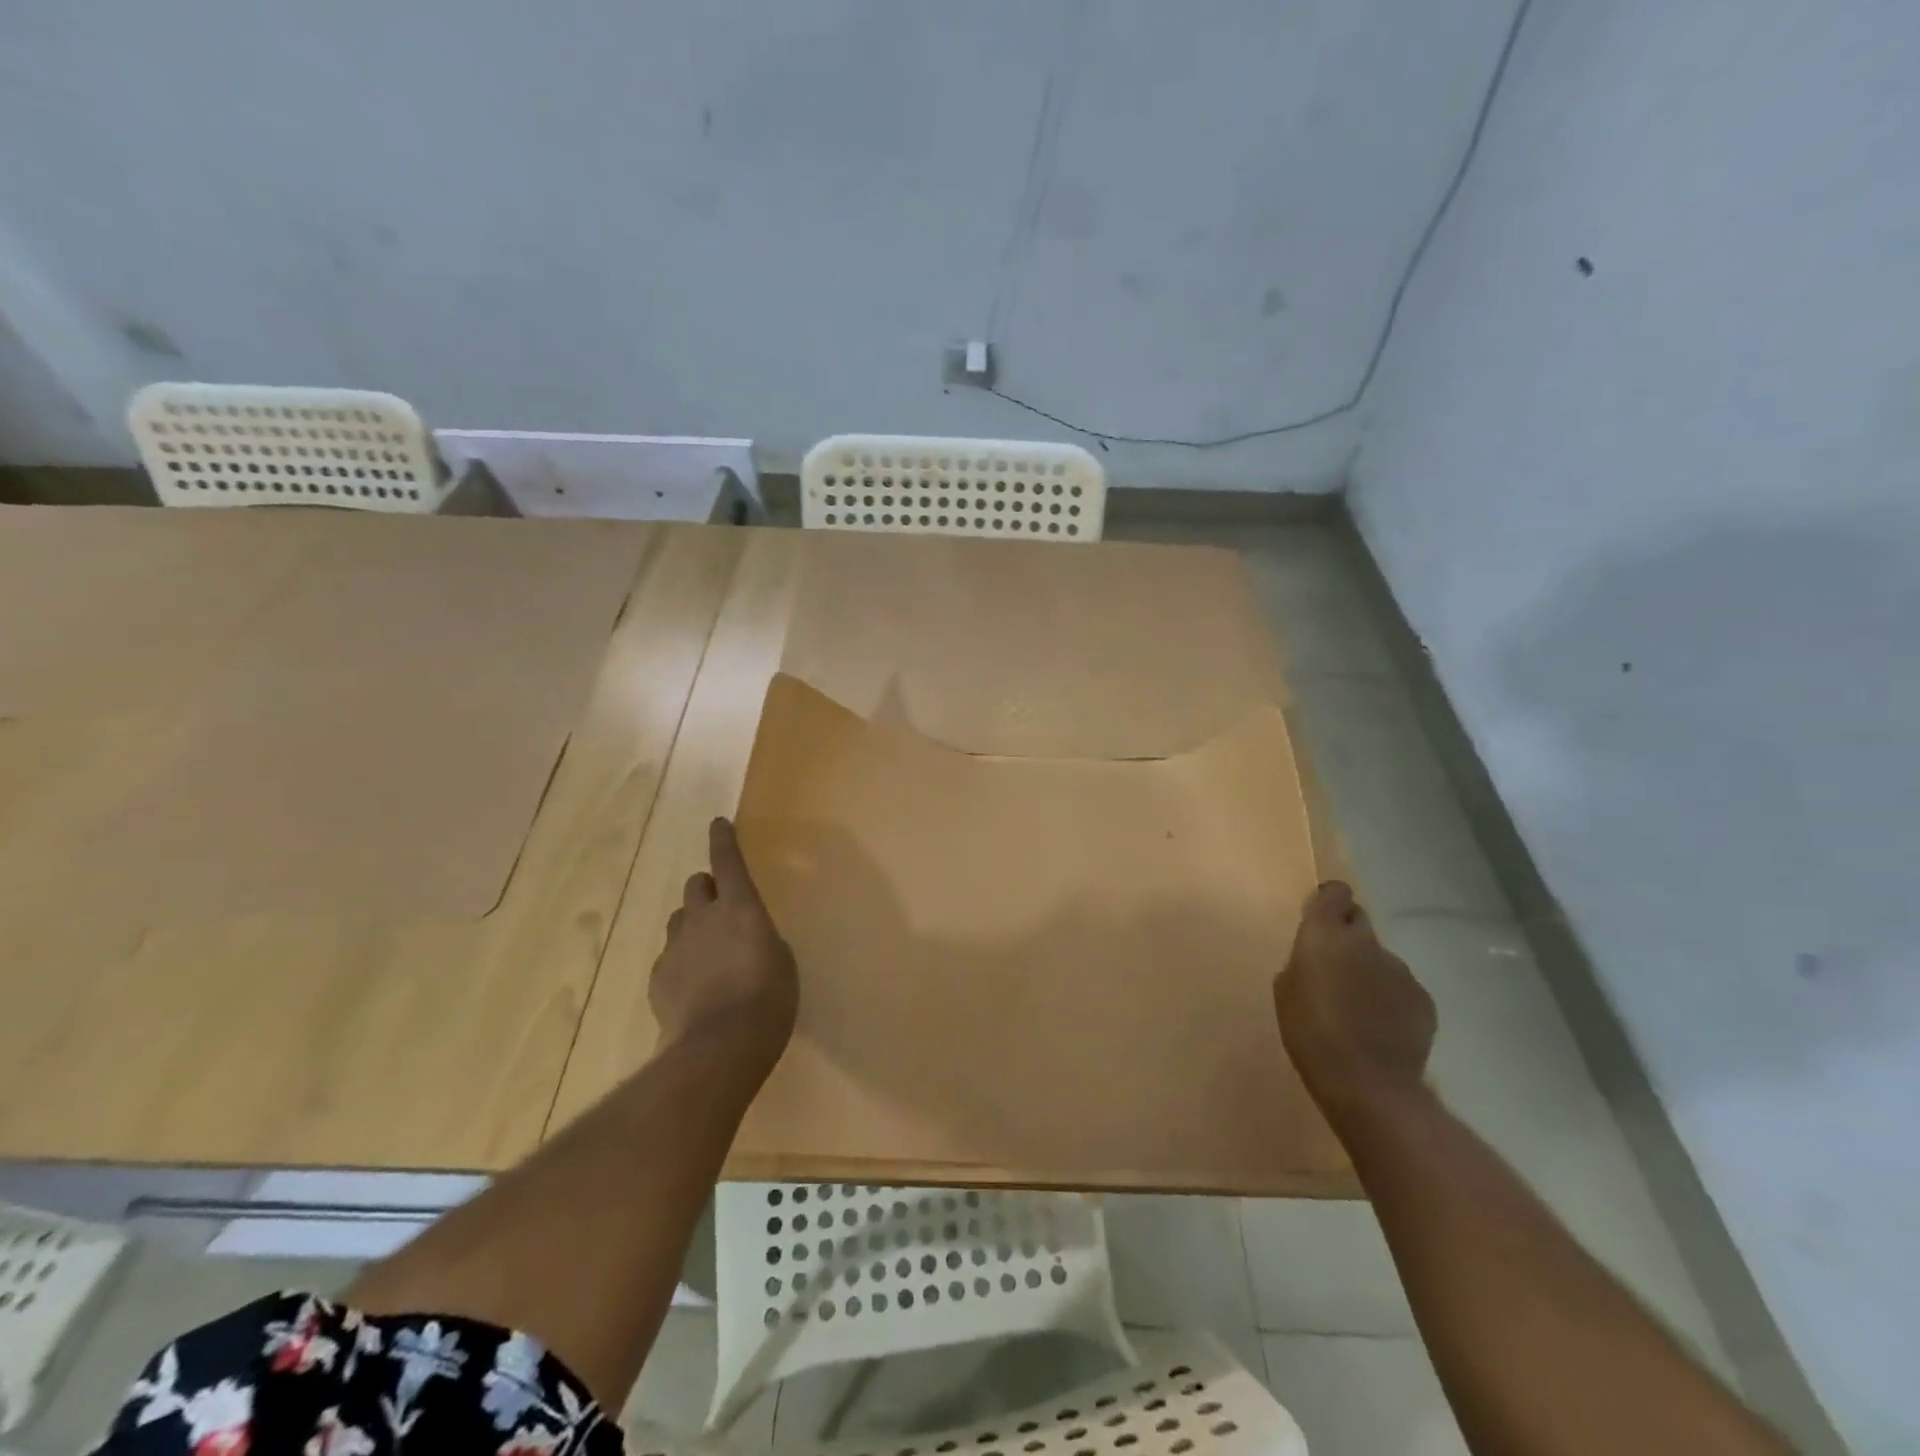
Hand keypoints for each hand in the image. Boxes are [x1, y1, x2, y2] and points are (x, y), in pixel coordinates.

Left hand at [651, 818, 797, 1065]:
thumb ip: (760, 938)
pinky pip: (670, 958)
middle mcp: (703, 918)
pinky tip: (694, 989)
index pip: (728, 861)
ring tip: (709, 953)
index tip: (718, 823)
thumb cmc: (769, 998)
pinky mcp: (658, 978)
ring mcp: (676, 948)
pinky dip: (682, 963)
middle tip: (721, 908)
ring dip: (694, 925)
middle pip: (696, 886)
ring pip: (680, 920)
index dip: (723, 840)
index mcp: (740, 907)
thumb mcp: (781, 961)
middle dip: (707, 890)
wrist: (719, 1046)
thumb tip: (745, 938)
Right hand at [1274, 881, 1435, 1115]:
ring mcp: (1400, 970)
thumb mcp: (1286, 992)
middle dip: (1348, 937)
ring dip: (1369, 972)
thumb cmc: (1310, 1033)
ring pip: (1380, 959)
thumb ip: (1302, 964)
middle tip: (1335, 967)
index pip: (1334, 893)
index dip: (1328, 902)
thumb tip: (1317, 961)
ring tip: (1358, 1007)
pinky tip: (1381, 1027)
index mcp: (1325, 935)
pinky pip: (1401, 987)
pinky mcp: (1423, 999)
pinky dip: (1390, 999)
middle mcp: (1366, 942)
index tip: (1320, 919)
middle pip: (1359, 921)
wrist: (1368, 1083)